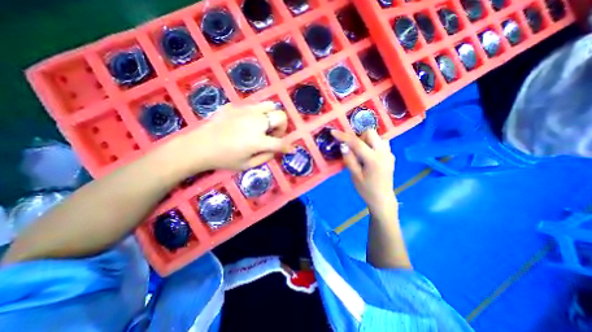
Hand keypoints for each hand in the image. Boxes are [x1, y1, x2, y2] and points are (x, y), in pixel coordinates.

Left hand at [175, 102, 289, 171]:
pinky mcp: (236, 106)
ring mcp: (245, 111)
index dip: (288, 147)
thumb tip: (276, 150)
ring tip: (263, 125)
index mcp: (257, 141)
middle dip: (282, 126)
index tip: (291, 149)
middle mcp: (255, 122)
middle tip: (273, 134)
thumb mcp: (247, 165)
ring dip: (271, 116)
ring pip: (270, 105)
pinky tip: (248, 122)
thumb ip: (266, 157)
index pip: (280, 143)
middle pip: (280, 116)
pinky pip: (254, 106)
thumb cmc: (224, 159)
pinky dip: (258, 114)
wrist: (199, 146)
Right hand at [333, 130, 396, 214]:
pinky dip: (373, 144)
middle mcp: (384, 152)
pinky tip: (369, 156)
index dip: (343, 136)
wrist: (383, 199)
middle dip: (359, 137)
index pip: (356, 143)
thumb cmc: (366, 190)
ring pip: (377, 136)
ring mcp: (389, 153)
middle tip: (353, 149)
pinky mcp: (390, 156)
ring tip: (361, 152)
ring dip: (367, 140)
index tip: (333, 132)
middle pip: (371, 133)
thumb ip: (349, 159)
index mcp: (373, 159)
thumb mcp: (355, 176)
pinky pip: (381, 143)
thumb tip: (343, 145)